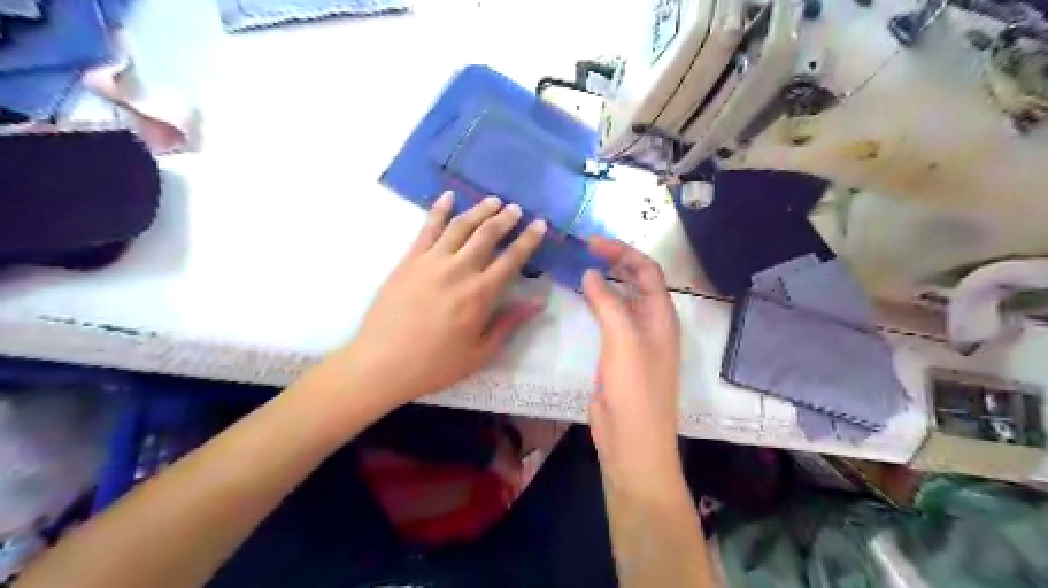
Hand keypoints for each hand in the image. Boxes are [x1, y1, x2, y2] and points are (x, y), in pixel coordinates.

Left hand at [335, 191, 548, 409]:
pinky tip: (448, 197)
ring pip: (460, 226)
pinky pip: (427, 228)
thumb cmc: (435, 364)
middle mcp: (459, 270)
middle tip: (516, 209)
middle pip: (487, 235)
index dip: (528, 239)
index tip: (539, 224)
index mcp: (480, 294)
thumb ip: (510, 323)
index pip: (512, 259)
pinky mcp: (409, 260)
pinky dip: (439, 209)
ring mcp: (431, 261)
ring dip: (479, 210)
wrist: (382, 363)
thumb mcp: (480, 353)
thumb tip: (538, 302)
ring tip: (493, 200)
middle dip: (505, 218)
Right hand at [581, 239, 689, 499]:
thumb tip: (591, 273)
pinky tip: (581, 299)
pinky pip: (609, 320)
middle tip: (584, 249)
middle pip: (637, 281)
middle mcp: (651, 323)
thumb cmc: (634, 389)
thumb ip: (608, 303)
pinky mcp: (618, 354)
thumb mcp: (623, 340)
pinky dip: (597, 304)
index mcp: (662, 316)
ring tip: (581, 266)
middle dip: (615, 261)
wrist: (632, 440)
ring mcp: (635, 339)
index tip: (592, 242)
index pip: (647, 270)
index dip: (622, 252)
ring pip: (622, 300)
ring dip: (606, 281)